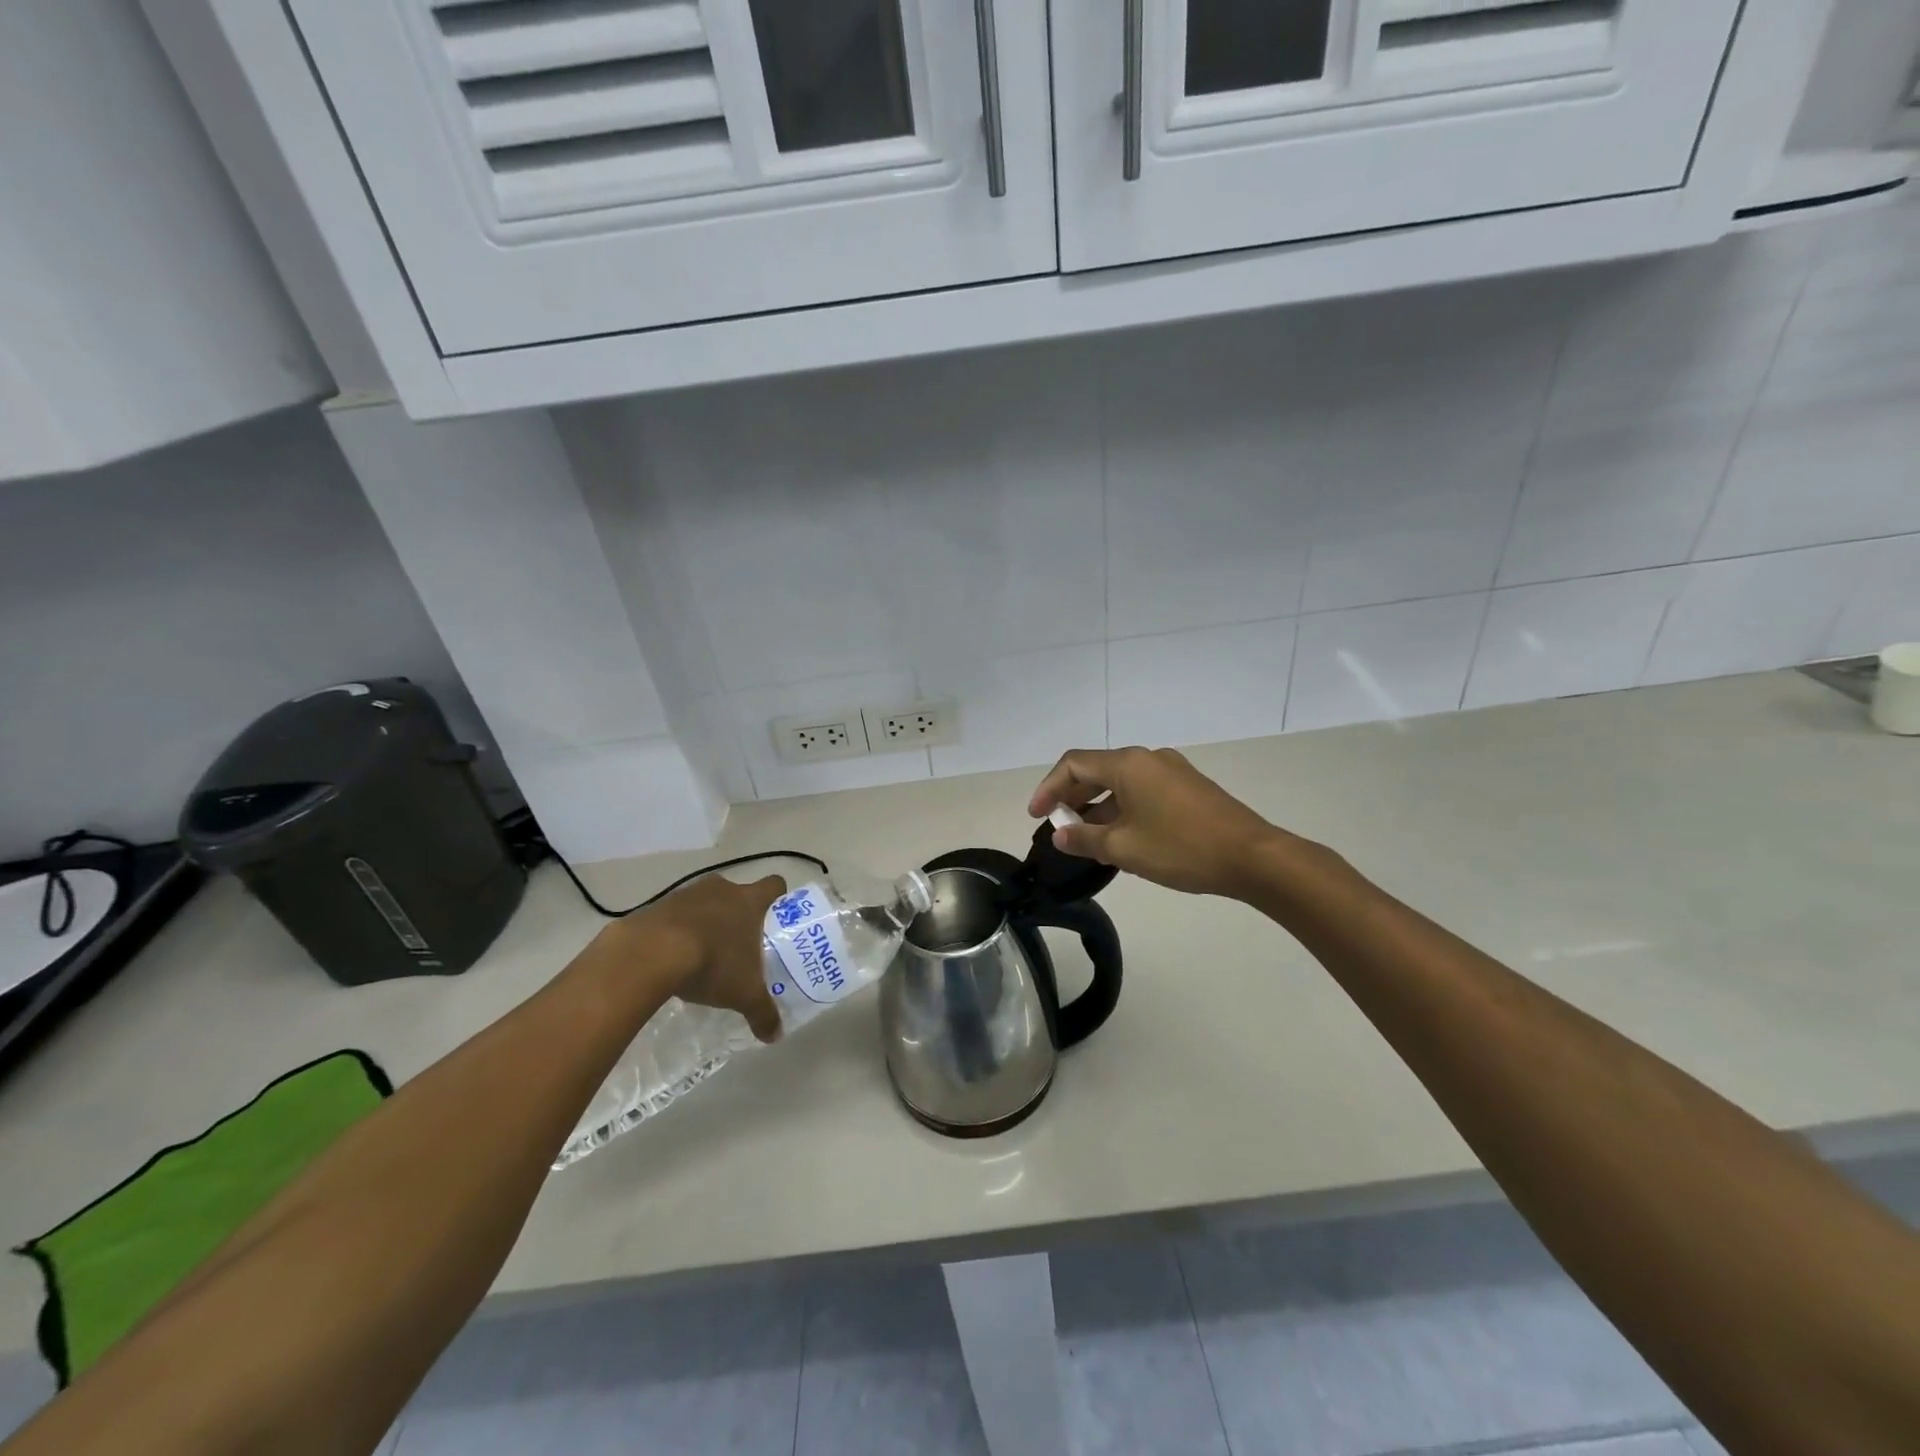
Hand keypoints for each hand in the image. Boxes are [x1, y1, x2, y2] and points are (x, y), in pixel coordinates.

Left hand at [618, 874, 785, 1042]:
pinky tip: (673, 955)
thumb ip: (763, 1012)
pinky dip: (678, 929)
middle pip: (738, 892)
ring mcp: (688, 893)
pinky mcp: (658, 904)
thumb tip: (776, 1036)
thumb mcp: (743, 995)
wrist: (650, 954)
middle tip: (740, 943)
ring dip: (707, 920)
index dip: (778, 898)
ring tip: (704, 952)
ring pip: (706, 901)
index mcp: (749, 901)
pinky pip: (676, 913)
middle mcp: (722, 888)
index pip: (774, 884)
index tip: (775, 917)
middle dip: (739, 914)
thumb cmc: (712, 963)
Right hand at [1028, 746, 1286, 899]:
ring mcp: (1171, 772)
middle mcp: (1148, 758)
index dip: (1048, 788)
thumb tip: (1060, 835)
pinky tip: (1121, 838)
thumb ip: (1085, 839)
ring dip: (1097, 807)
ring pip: (1121, 783)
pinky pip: (1142, 792)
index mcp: (1128, 764)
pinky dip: (1122, 809)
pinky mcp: (1188, 788)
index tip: (1036, 816)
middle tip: (1058, 827)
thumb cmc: (1181, 848)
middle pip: (1096, 770)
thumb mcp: (1124, 848)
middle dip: (1072, 797)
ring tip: (1086, 839)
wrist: (1253, 857)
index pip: (1073, 764)